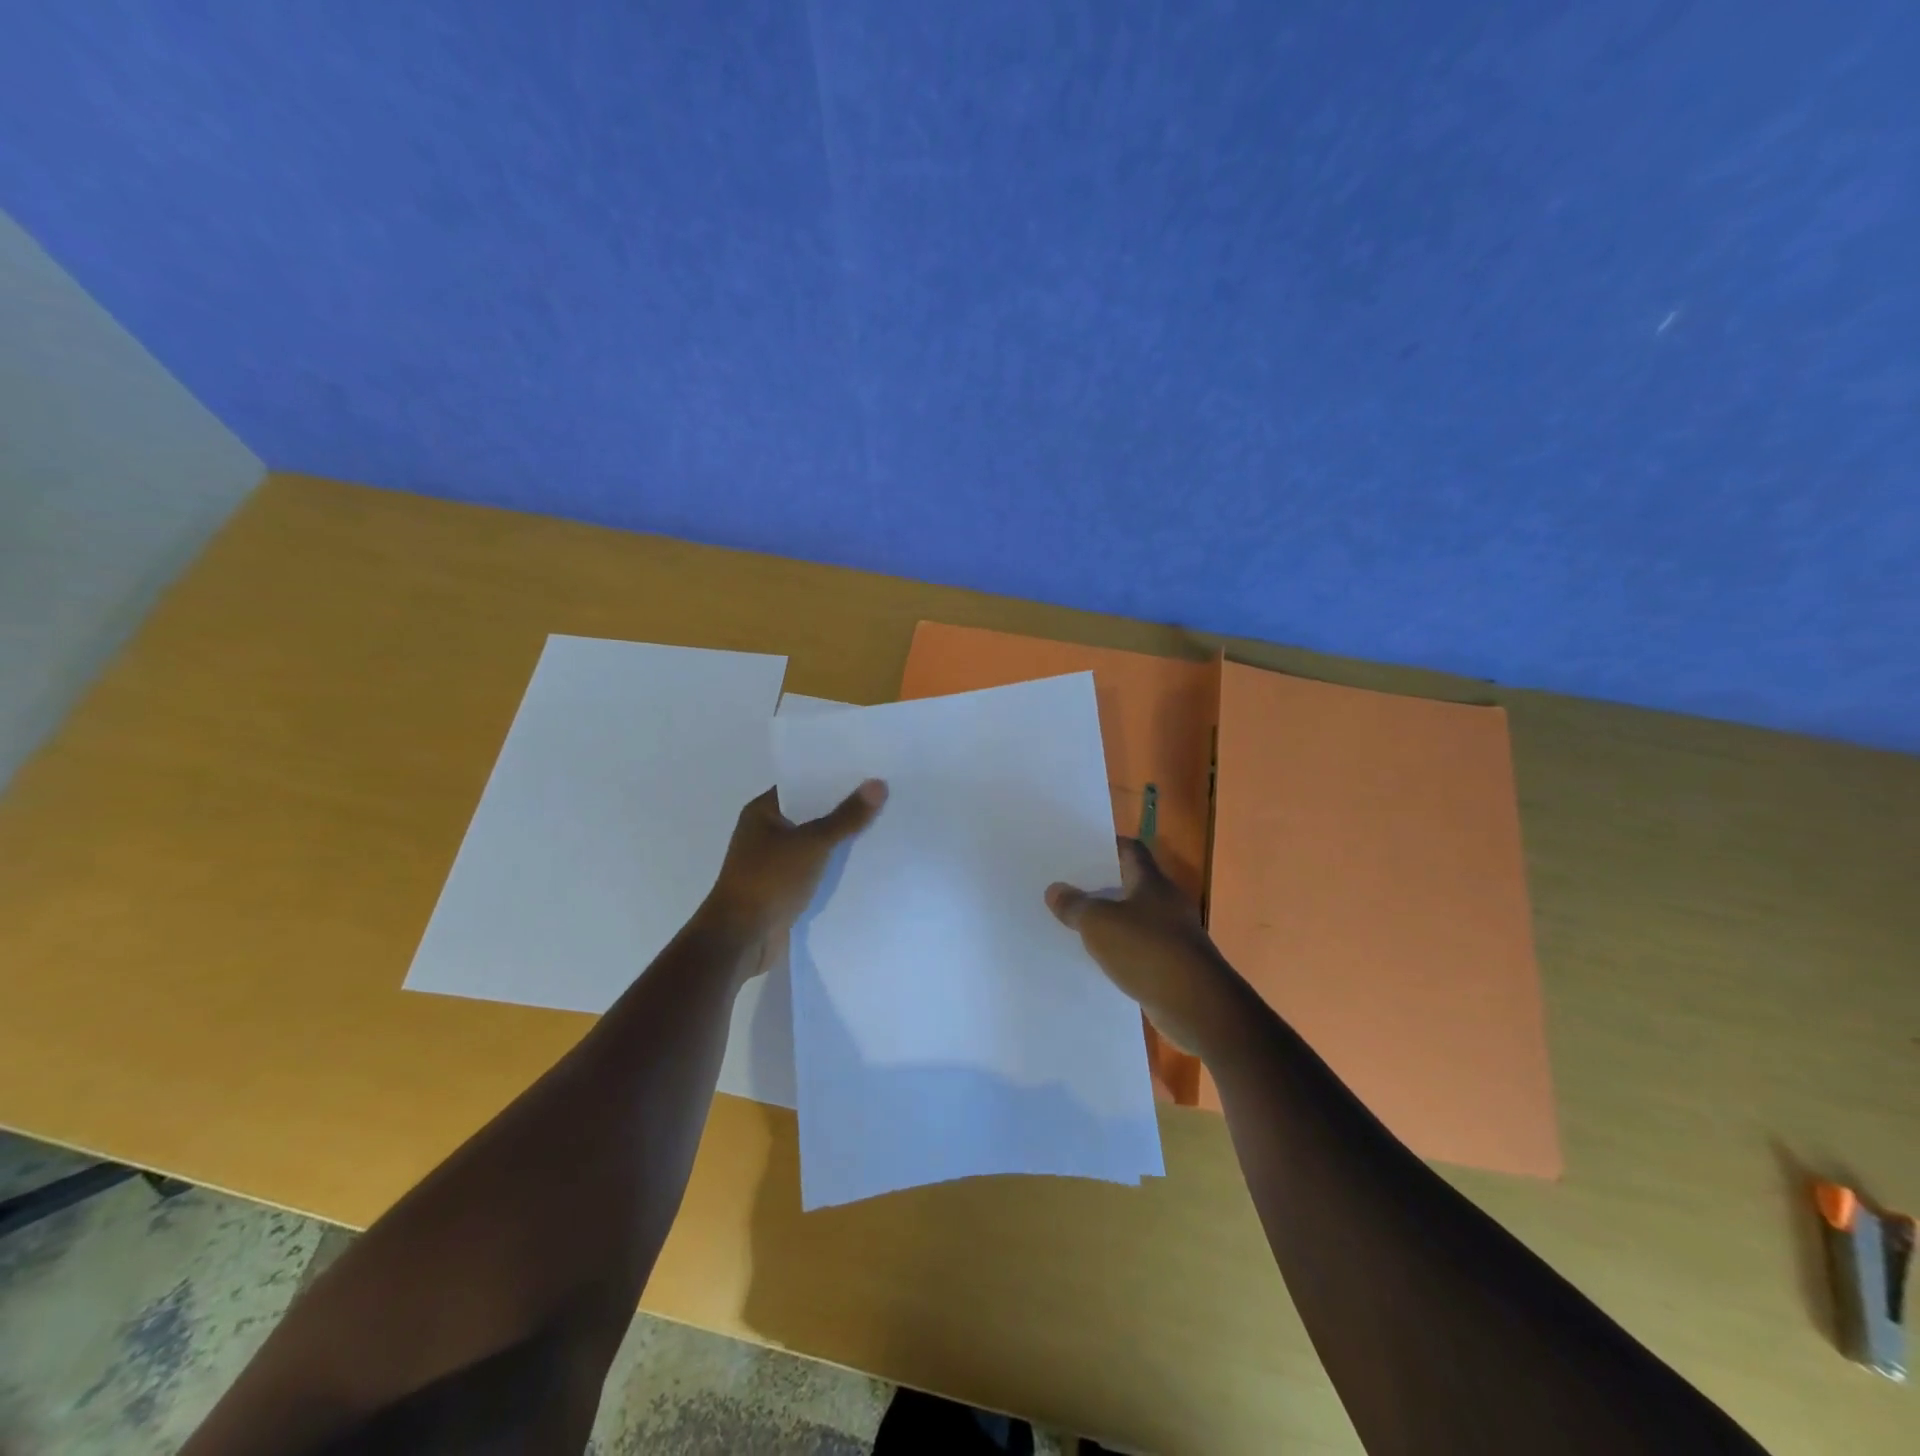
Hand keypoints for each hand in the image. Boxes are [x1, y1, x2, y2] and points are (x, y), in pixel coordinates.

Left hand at [699, 780, 886, 973]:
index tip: (867, 771)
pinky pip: (815, 869)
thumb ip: (846, 817)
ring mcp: (774, 862)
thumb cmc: (769, 880)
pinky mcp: (784, 888)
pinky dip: (834, 866)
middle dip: (842, 809)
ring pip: (814, 843)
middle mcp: (766, 832)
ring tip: (883, 825)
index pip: (802, 784)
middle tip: (883, 796)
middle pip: (811, 814)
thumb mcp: (812, 843)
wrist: (741, 939)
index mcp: (762, 812)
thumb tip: (878, 784)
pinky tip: (865, 862)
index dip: (832, 777)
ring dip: (840, 840)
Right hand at [1046, 837, 1233, 1055]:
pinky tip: (1097, 957)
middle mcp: (1166, 902)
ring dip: (1110, 919)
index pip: (1130, 849)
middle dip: (1101, 884)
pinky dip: (1120, 949)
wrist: (1198, 1006)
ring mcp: (1172, 935)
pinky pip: (1139, 948)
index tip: (1078, 848)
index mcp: (1152, 882)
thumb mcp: (1100, 924)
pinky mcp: (1173, 965)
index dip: (1106, 845)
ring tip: (1074, 921)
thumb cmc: (1148, 951)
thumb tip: (1055, 889)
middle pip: (1130, 883)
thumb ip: (1075, 905)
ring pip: (1134, 918)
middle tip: (1066, 885)